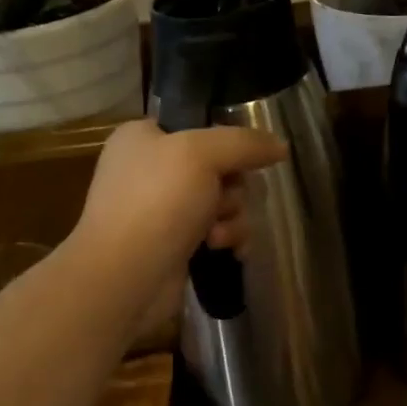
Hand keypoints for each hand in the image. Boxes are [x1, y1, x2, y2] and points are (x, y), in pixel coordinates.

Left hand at [69, 119, 288, 333]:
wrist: (125, 278)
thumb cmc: (157, 202)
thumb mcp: (201, 154)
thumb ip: (244, 143)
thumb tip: (281, 146)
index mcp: (143, 138)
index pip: (197, 127)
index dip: (225, 143)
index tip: (243, 159)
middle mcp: (150, 171)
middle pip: (219, 168)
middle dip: (232, 189)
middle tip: (221, 203)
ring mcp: (161, 211)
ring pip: (223, 202)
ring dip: (232, 218)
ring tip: (216, 236)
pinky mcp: (174, 246)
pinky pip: (217, 232)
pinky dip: (227, 239)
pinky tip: (226, 251)